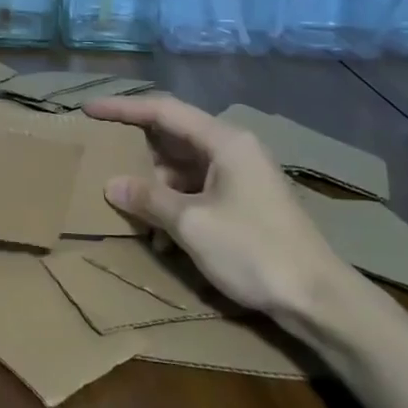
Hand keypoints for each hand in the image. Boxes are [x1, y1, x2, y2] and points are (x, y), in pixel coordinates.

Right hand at [83, 94, 355, 330]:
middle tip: (102, 158)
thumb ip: (149, 199)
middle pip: (173, 137)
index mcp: (224, 141)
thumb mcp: (192, 224)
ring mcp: (241, 176)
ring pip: (183, 168)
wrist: (318, 298)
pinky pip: (197, 191)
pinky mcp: (244, 202)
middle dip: (137, 152)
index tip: (89, 110)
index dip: (123, 108)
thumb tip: (113, 184)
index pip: (163, 110)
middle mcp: (233, 149)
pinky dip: (175, 206)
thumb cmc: (254, 251)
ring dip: (155, 187)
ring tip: (127, 207)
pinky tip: (160, 236)